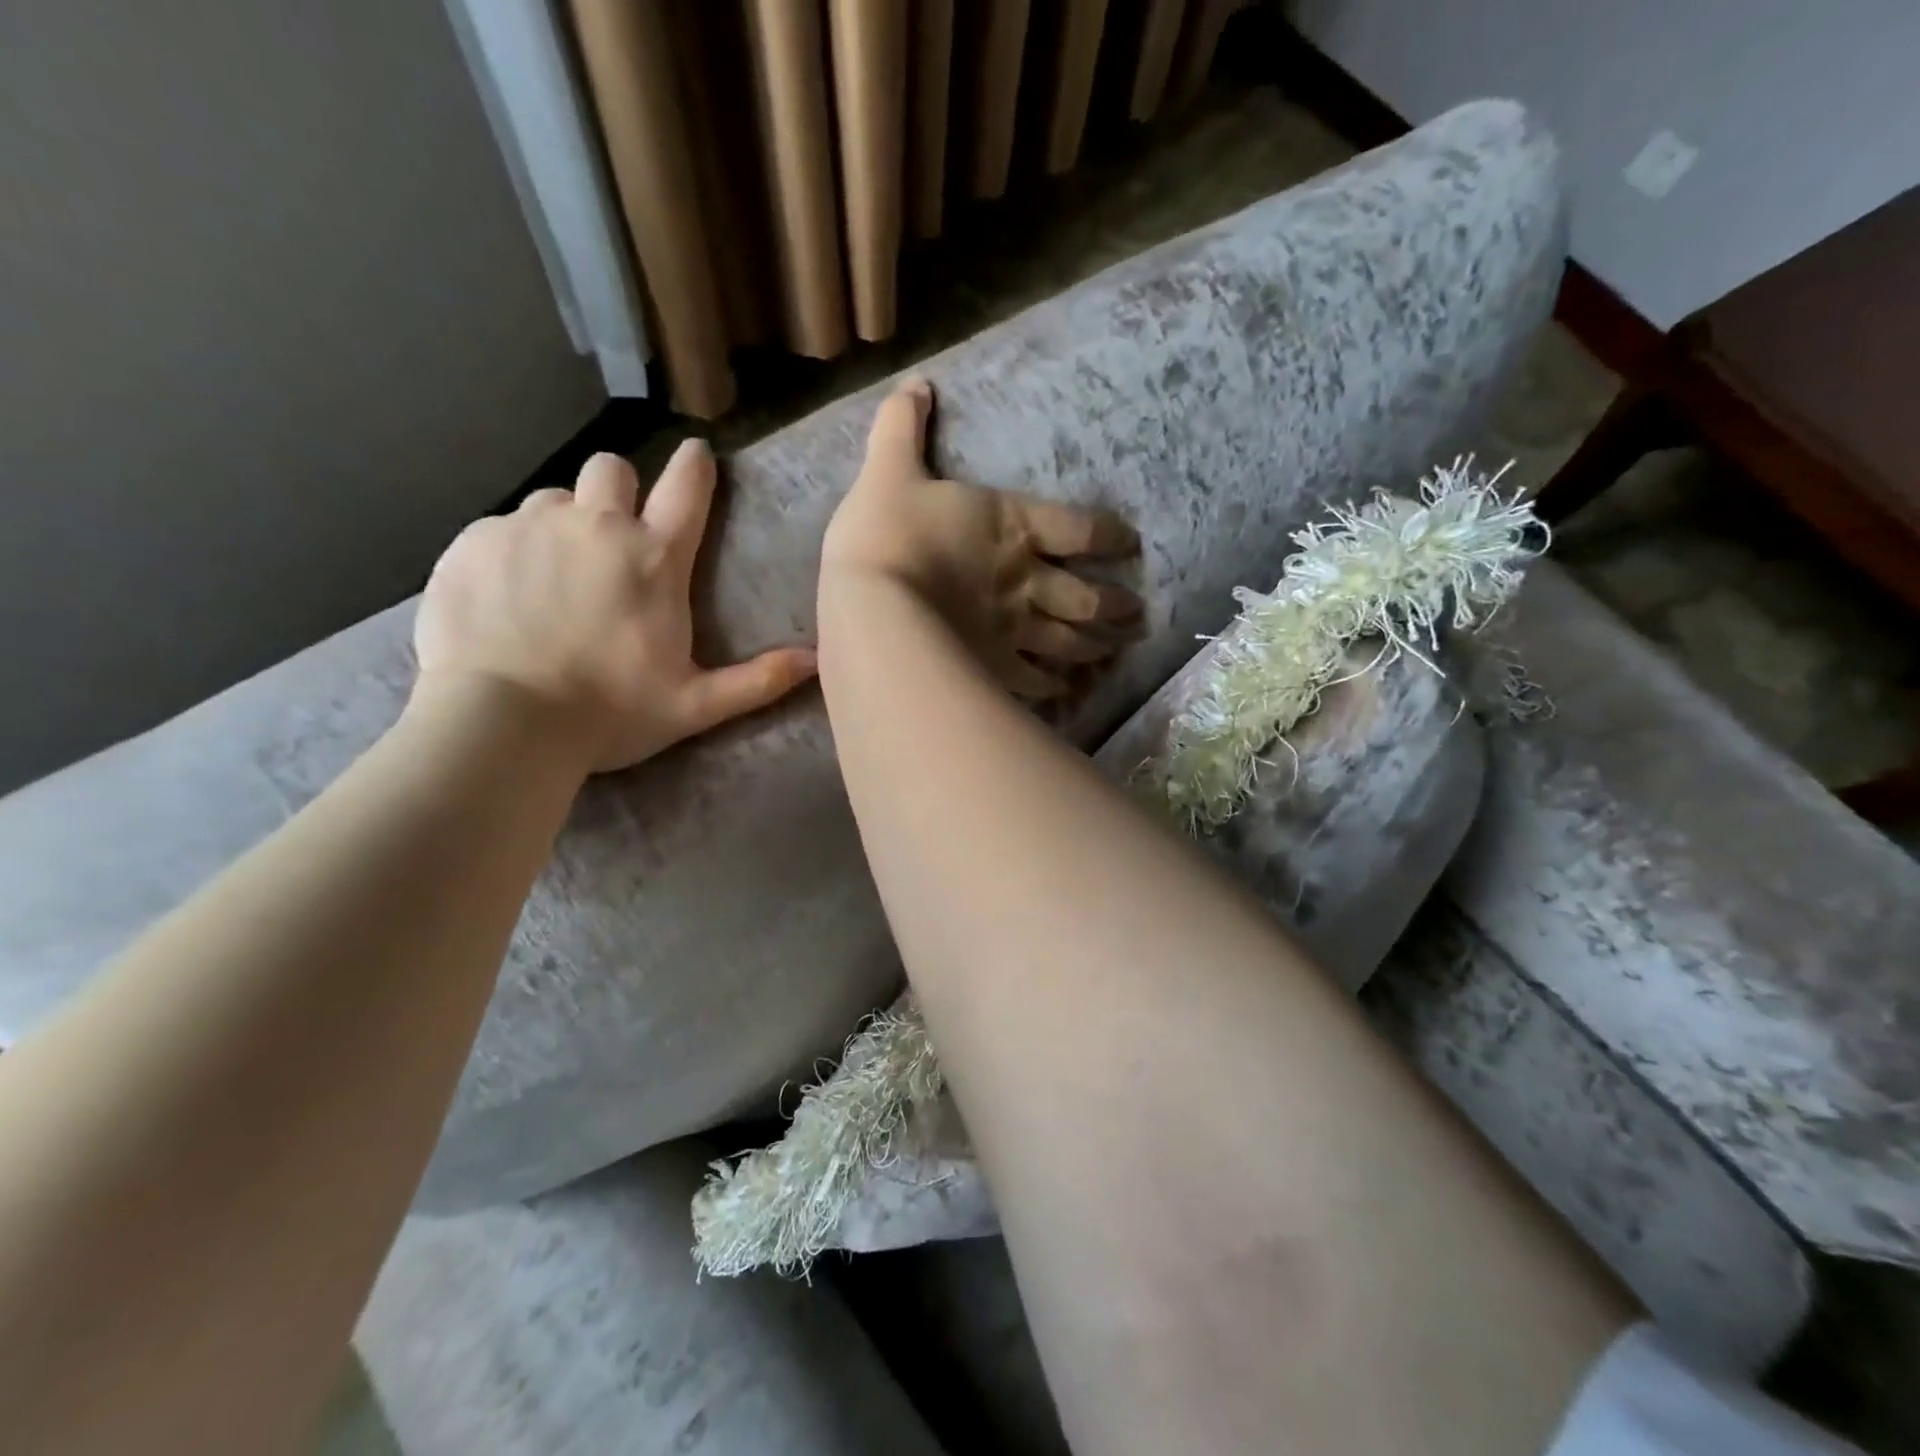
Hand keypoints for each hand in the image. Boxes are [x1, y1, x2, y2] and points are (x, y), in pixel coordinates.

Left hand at [413, 442, 816, 773]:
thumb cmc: (611, 714)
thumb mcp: (695, 705)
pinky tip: (509, 595)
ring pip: (555, 497)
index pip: (687, 488)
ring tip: (557, 574)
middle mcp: (597, 526)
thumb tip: (817, 660)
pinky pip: (501, 526)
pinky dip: (513, 551)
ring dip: (565, 523)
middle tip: (614, 533)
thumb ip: (759, 680)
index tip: (697, 454)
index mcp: (655, 561)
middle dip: (619, 488)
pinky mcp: (475, 542)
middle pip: (612, 468)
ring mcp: (530, 527)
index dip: (695, 466)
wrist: (504, 724)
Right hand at [822, 378, 1142, 698]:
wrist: (872, 605)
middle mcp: (1026, 580)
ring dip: (1095, 648)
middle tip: (1138, 615)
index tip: (1130, 545)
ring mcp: (1014, 630)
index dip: (1110, 536)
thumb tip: (916, 382)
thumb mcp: (887, 469)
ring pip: (1068, 642)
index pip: (1080, 528)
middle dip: (1116, 605)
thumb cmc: (884, 533)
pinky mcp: (995, 669)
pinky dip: (1054, 690)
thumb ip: (902, 427)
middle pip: (1086, 596)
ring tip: (1114, 652)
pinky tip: (1067, 695)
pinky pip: (1034, 682)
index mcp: (1012, 526)